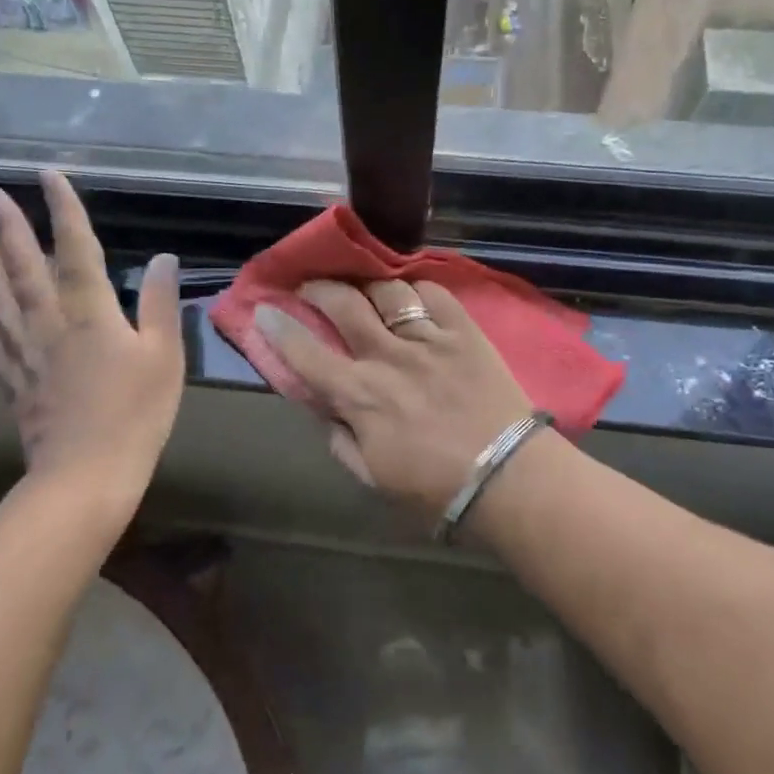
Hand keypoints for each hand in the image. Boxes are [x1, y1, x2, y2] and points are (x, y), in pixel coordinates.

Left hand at [0, 173, 182, 505]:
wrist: (86, 476)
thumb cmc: (135, 412)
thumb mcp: (164, 355)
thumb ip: (160, 303)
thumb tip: (163, 257)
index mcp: (90, 312)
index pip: (75, 248)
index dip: (63, 210)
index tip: (49, 176)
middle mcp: (50, 322)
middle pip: (26, 266)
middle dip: (10, 227)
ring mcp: (27, 353)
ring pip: (1, 298)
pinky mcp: (15, 382)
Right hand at [253, 279, 531, 515]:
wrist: (508, 479)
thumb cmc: (436, 488)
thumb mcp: (374, 477)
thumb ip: (342, 440)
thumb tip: (325, 409)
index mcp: (360, 395)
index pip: (306, 353)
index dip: (279, 328)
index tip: (264, 309)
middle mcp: (388, 356)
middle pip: (344, 303)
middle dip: (319, 287)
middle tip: (312, 286)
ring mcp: (428, 338)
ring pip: (387, 291)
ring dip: (367, 284)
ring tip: (364, 287)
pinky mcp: (463, 330)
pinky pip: (434, 293)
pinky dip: (417, 289)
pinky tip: (412, 295)